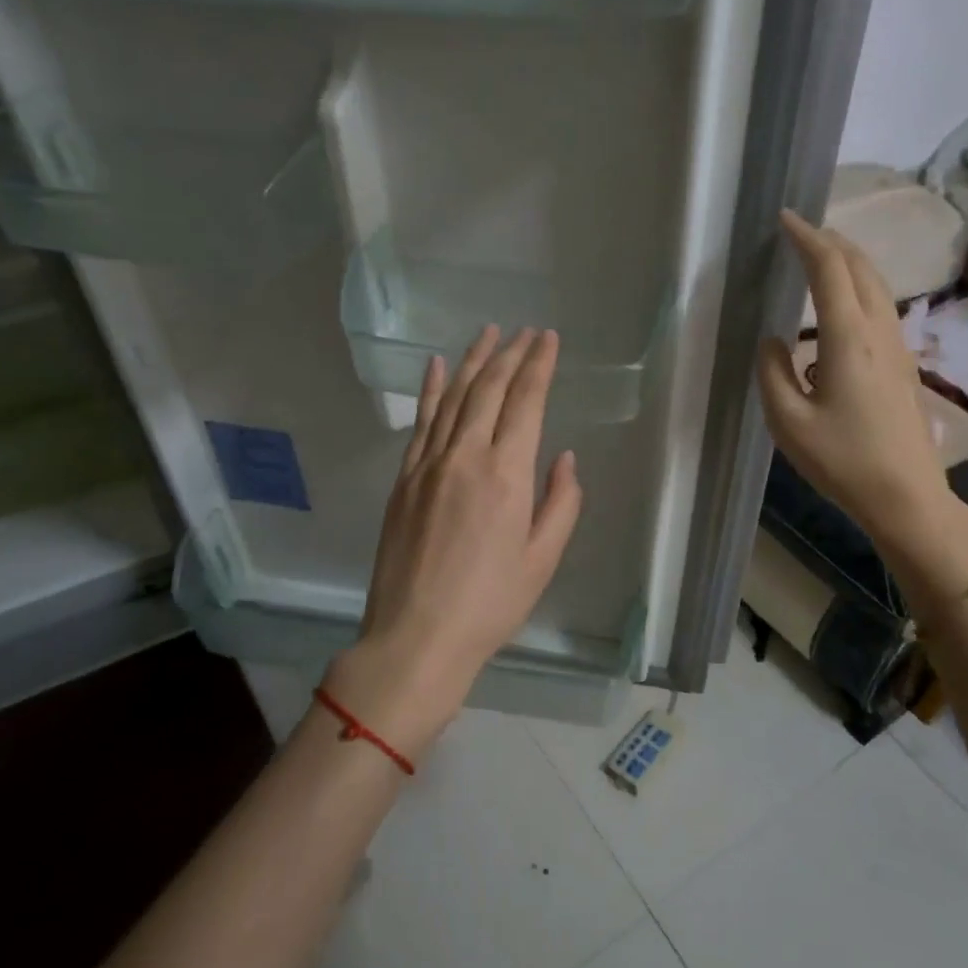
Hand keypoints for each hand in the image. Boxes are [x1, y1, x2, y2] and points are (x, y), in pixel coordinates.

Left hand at [325, 326, 582, 759]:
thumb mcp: (542, 559)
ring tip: (489, 333)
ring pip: (453, 397)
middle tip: (526, 331)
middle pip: (489, 389)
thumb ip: (560, 503)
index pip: (525, 402)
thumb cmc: (490, 604)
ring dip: (474, 361)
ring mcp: (428, 465)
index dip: (539, 365)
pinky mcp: (404, 479)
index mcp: (506, 475)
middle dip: (511, 354)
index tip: (548, 339)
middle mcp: (465, 456)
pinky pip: (420, 422)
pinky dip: (431, 390)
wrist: (416, 636)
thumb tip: (563, 457)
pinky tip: (437, 366)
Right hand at [757, 211, 967, 592]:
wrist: (907, 497)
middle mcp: (879, 331)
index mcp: (848, 338)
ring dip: (848, 263)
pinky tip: (838, 310)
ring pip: (876, 286)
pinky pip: (881, 308)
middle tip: (800, 233)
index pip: (829, 269)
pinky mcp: (903, 365)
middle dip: (831, 241)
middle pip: (861, 267)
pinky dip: (858, 288)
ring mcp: (897, 347)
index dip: (807, 238)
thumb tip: (773, 340)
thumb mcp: (788, 422)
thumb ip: (772, 373)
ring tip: (818, 260)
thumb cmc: (843, 461)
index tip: (785, 219)